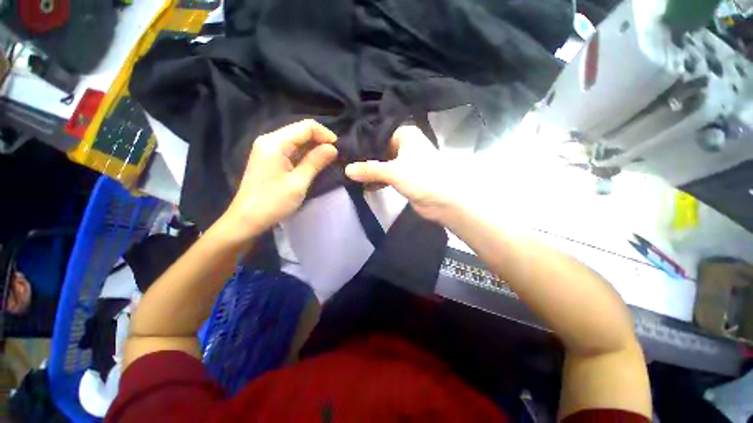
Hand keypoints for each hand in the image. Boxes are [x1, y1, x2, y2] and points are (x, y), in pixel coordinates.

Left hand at [222, 120, 337, 239]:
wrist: (247, 220)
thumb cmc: (273, 202)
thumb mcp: (298, 182)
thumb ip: (315, 162)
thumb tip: (333, 148)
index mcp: (275, 142)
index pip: (306, 127)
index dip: (325, 134)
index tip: (339, 149)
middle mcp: (270, 140)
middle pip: (300, 131)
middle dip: (320, 140)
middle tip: (335, 156)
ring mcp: (268, 149)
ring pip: (296, 140)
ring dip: (313, 148)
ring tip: (328, 160)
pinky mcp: (269, 158)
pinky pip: (290, 149)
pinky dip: (304, 154)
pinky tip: (314, 163)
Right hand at [345, 126, 460, 222]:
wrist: (444, 201)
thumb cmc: (421, 178)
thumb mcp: (393, 172)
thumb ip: (370, 170)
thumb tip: (346, 170)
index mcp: (405, 135)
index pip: (378, 134)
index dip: (362, 142)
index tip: (345, 149)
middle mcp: (405, 145)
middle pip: (379, 150)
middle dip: (364, 159)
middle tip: (344, 163)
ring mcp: (405, 162)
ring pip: (382, 163)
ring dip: (370, 171)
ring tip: (351, 175)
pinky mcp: (405, 177)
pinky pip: (387, 176)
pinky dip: (378, 180)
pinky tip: (364, 185)